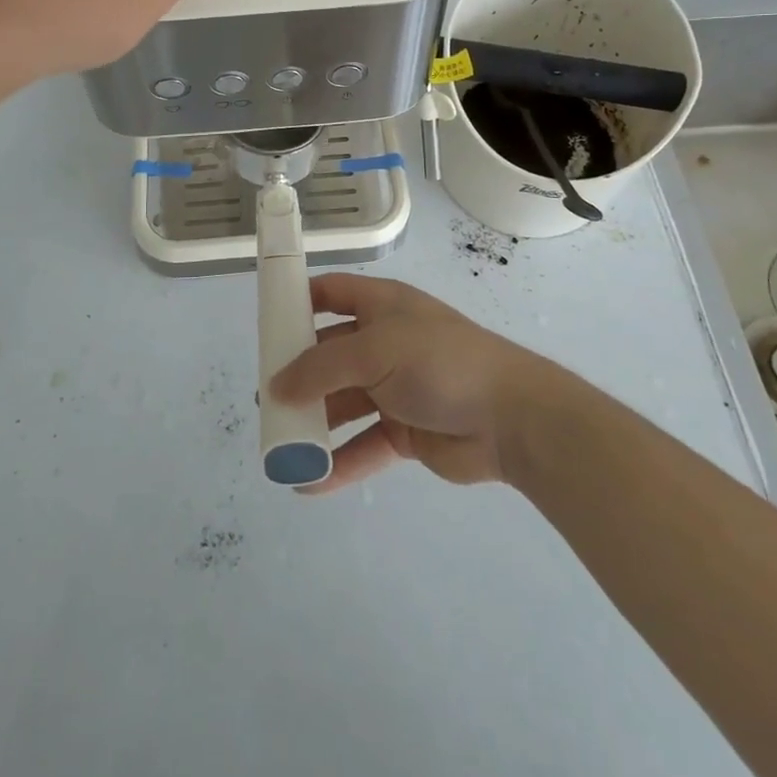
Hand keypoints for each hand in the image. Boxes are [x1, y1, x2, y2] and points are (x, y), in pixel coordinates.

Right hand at [270, 274, 559, 489]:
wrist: (512, 418)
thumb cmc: (440, 362)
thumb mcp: (375, 351)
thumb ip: (321, 368)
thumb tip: (276, 387)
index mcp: (382, 306)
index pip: (332, 293)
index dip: (299, 302)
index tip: (266, 325)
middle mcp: (385, 342)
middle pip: (330, 353)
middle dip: (298, 374)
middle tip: (265, 399)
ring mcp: (395, 388)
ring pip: (343, 403)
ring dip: (314, 424)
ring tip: (278, 446)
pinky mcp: (405, 431)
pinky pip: (363, 446)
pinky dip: (338, 463)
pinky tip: (308, 484)